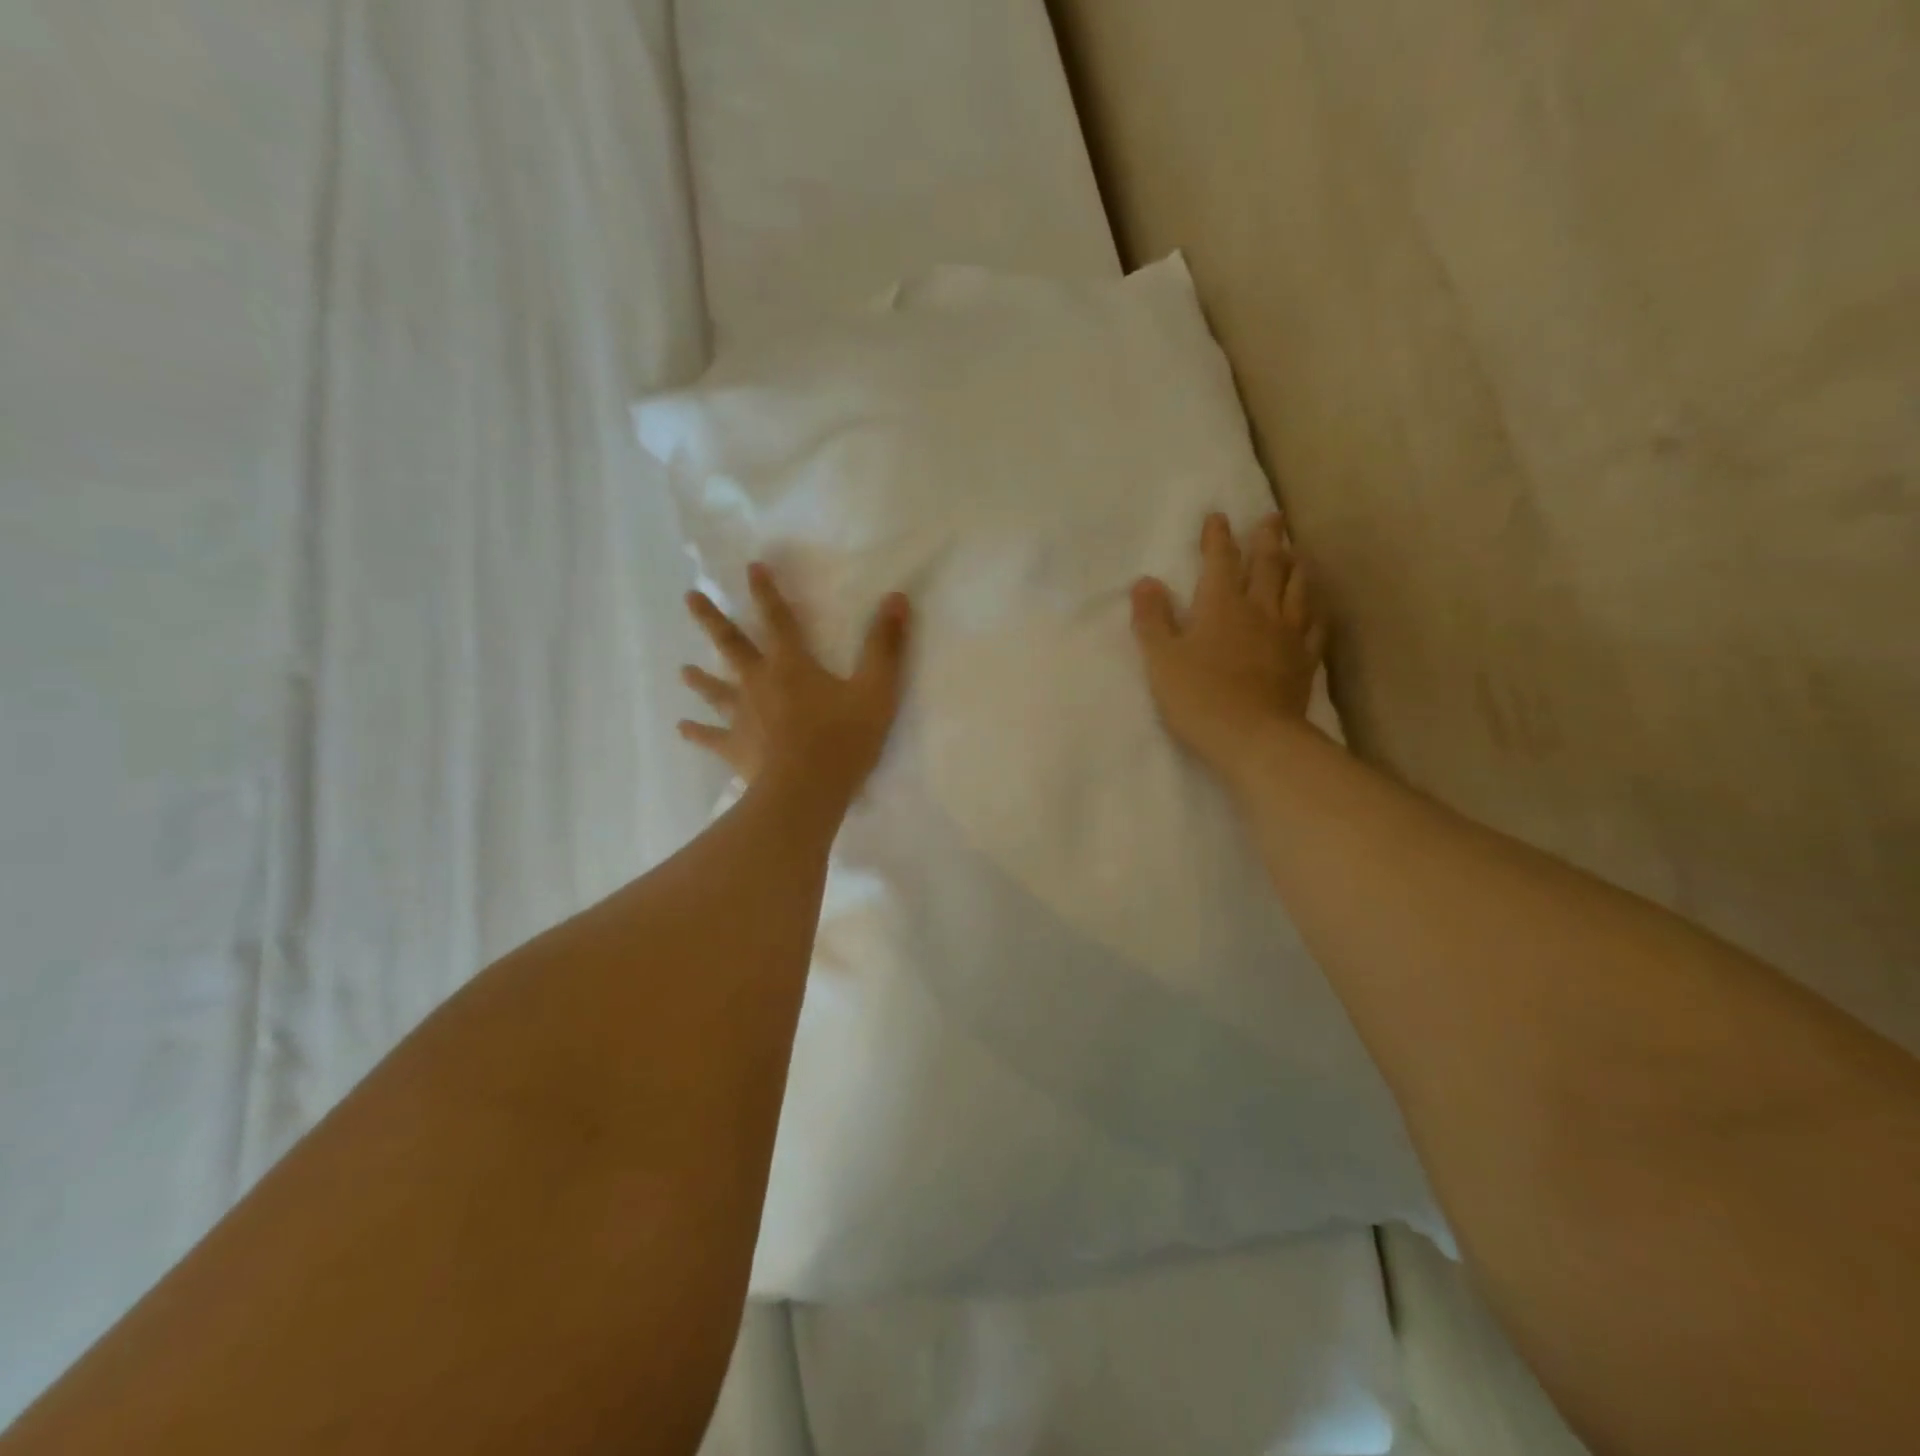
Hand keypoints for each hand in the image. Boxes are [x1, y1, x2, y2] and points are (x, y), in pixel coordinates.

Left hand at [680, 564, 911, 810]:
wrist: (806, 790)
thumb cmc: (843, 739)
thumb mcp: (876, 690)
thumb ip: (885, 645)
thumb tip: (896, 598)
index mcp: (792, 665)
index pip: (778, 619)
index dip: (766, 592)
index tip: (751, 567)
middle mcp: (759, 682)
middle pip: (731, 645)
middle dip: (712, 619)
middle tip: (690, 598)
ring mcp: (742, 716)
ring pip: (714, 690)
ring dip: (699, 678)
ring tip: (682, 670)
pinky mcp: (735, 747)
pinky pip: (711, 737)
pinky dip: (696, 732)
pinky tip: (682, 728)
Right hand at [1131, 512, 1327, 781]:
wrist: (1254, 738)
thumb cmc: (1198, 698)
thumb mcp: (1161, 660)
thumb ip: (1152, 620)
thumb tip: (1144, 582)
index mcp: (1220, 605)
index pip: (1220, 561)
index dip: (1218, 537)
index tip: (1218, 517)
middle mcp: (1259, 610)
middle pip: (1266, 565)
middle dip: (1267, 538)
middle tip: (1273, 517)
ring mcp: (1287, 634)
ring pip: (1296, 588)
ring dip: (1295, 565)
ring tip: (1296, 552)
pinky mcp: (1305, 660)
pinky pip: (1315, 625)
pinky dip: (1315, 609)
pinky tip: (1315, 606)